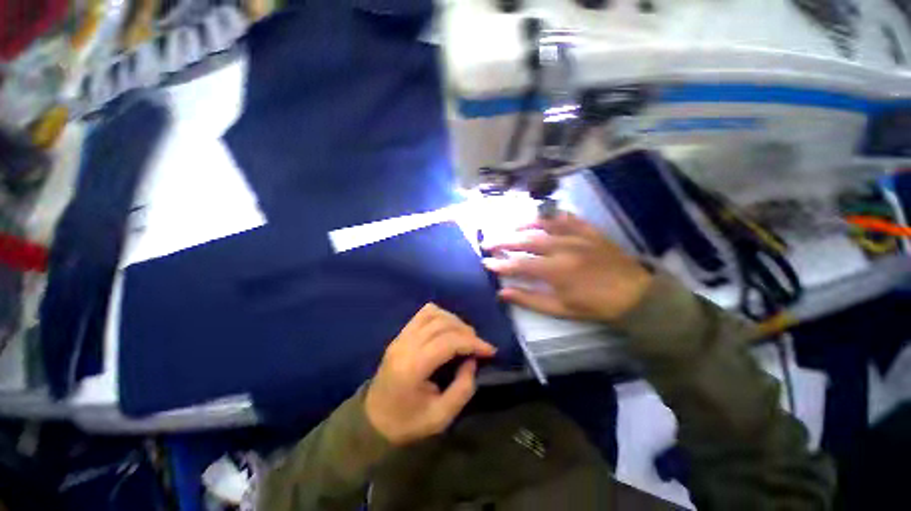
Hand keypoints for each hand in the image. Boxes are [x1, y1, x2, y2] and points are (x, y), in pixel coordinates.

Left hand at [365, 304, 495, 444]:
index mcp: (413, 367)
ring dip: (454, 321)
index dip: (473, 342)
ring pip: (433, 313)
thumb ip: (462, 388)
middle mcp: (405, 345)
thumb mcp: (441, 417)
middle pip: (442, 324)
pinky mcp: (400, 335)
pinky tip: (448, 328)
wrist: (373, 419)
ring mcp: (400, 337)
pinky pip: (423, 314)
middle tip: (479, 345)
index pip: (448, 342)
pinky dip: (440, 315)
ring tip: (465, 336)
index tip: (490, 350)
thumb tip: (472, 361)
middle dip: (466, 331)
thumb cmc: (407, 423)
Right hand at [482, 212, 651, 322]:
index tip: (486, 262)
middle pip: (526, 241)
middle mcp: (564, 248)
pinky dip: (551, 216)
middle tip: (488, 242)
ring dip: (523, 225)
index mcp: (556, 271)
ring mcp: (578, 236)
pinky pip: (566, 217)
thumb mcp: (560, 309)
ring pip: (544, 225)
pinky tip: (541, 217)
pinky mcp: (589, 230)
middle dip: (504, 242)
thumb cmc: (594, 306)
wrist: (635, 295)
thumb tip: (502, 293)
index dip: (500, 263)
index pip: (520, 264)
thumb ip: (529, 299)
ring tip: (510, 228)